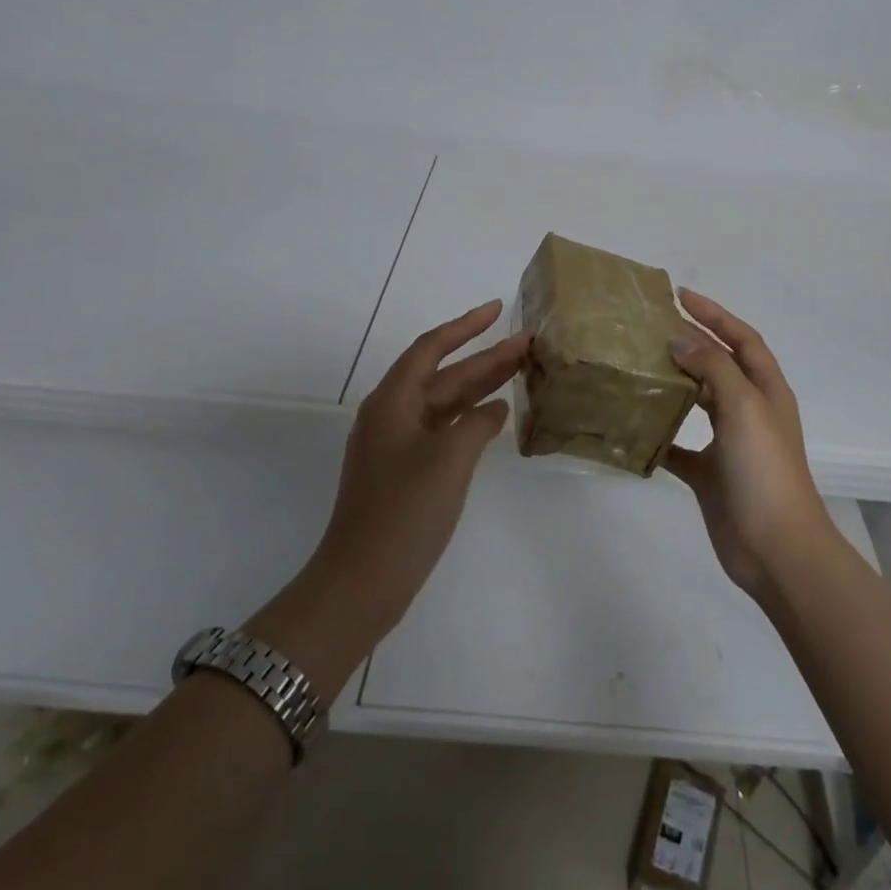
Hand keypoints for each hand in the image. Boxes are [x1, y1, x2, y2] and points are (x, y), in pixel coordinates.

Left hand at [313, 300, 527, 637]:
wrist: (363, 580)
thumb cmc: (405, 512)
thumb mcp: (449, 459)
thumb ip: (477, 423)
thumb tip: (495, 409)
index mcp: (392, 402)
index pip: (432, 348)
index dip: (465, 325)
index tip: (497, 309)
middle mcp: (392, 415)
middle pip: (442, 375)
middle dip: (484, 357)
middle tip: (526, 343)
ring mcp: (397, 445)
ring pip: (444, 402)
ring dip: (480, 386)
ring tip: (520, 369)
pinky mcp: (405, 471)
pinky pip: (442, 429)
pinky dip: (469, 419)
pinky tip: (495, 416)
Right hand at [662, 291, 837, 599]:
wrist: (775, 547)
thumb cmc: (765, 469)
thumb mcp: (744, 407)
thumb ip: (713, 368)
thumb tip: (679, 340)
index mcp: (766, 391)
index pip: (742, 339)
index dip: (716, 314)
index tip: (680, 296)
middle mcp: (749, 412)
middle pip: (719, 367)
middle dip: (691, 344)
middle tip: (650, 329)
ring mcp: (729, 445)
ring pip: (698, 403)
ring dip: (674, 384)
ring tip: (638, 367)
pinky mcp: (709, 475)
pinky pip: (679, 448)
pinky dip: (659, 437)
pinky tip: (634, 428)